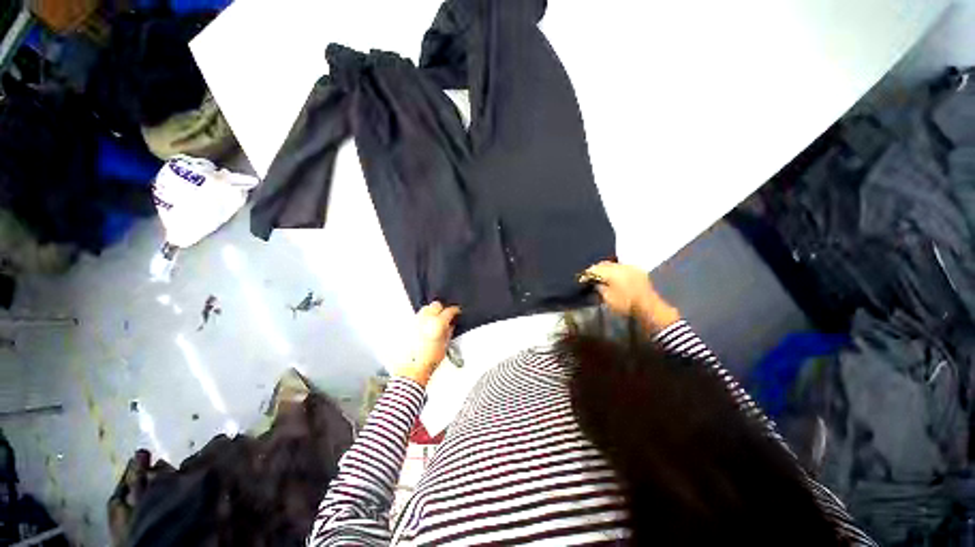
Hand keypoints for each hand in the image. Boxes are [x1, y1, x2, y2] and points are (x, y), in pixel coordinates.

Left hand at [395, 301, 460, 386]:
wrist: (412, 369)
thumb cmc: (428, 361)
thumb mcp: (445, 346)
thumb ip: (448, 331)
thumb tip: (450, 325)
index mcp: (437, 323)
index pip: (449, 311)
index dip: (455, 310)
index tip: (456, 312)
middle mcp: (425, 319)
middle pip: (435, 305)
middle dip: (442, 308)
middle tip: (445, 315)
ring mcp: (415, 322)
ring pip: (425, 309)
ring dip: (431, 312)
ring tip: (435, 320)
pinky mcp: (408, 326)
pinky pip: (417, 317)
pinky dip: (423, 319)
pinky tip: (425, 326)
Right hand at [581, 261, 679, 331]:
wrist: (649, 308)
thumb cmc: (626, 305)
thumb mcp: (607, 299)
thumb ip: (599, 287)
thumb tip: (595, 282)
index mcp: (612, 272)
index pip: (594, 269)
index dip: (586, 274)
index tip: (581, 279)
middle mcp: (621, 266)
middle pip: (603, 264)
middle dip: (596, 269)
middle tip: (590, 277)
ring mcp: (631, 267)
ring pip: (613, 264)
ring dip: (606, 269)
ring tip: (601, 277)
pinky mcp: (638, 271)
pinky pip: (622, 267)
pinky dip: (616, 271)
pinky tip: (614, 277)